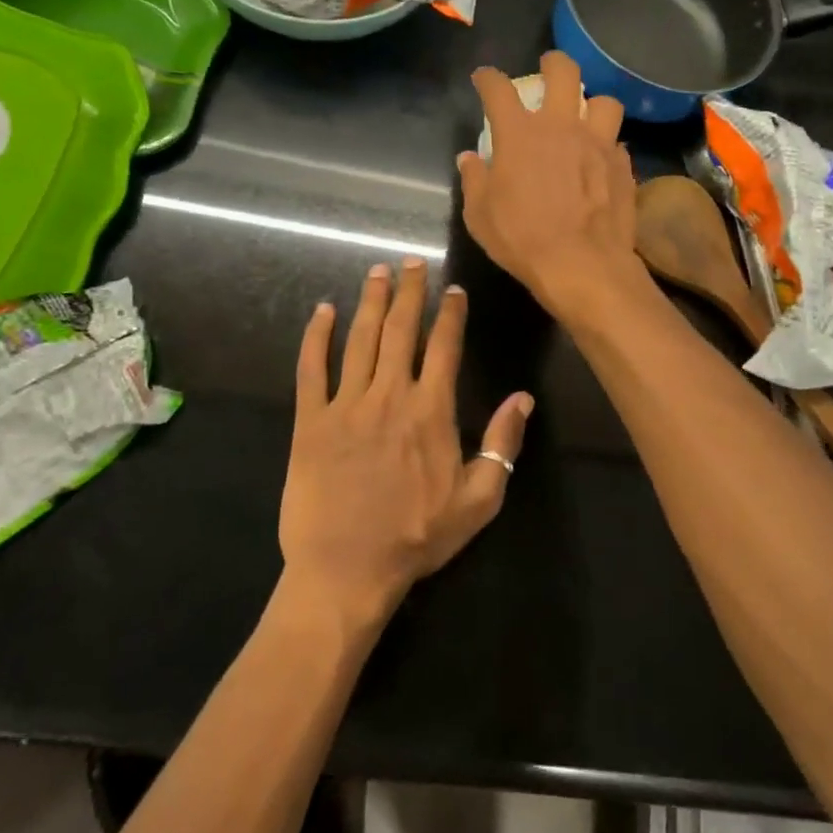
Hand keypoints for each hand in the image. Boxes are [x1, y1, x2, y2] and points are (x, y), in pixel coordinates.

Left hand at [280, 258, 532, 630]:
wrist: (347, 570)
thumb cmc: (417, 537)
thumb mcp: (479, 499)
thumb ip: (502, 444)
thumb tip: (524, 397)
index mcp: (431, 410)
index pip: (444, 347)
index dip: (450, 314)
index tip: (452, 289)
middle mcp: (389, 395)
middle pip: (402, 330)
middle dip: (410, 292)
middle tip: (411, 262)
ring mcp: (346, 405)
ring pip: (360, 339)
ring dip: (370, 302)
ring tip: (377, 272)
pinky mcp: (309, 421)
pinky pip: (311, 369)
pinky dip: (316, 337)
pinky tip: (322, 311)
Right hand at [459, 52, 642, 315]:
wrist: (582, 265)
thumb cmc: (522, 239)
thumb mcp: (479, 215)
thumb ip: (474, 180)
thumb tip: (469, 159)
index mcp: (520, 134)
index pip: (498, 89)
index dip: (487, 78)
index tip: (484, 79)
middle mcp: (561, 127)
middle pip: (563, 72)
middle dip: (553, 62)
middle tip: (548, 68)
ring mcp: (598, 143)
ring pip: (605, 101)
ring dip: (593, 104)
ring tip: (587, 117)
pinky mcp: (622, 165)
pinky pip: (617, 142)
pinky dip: (607, 146)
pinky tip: (602, 160)